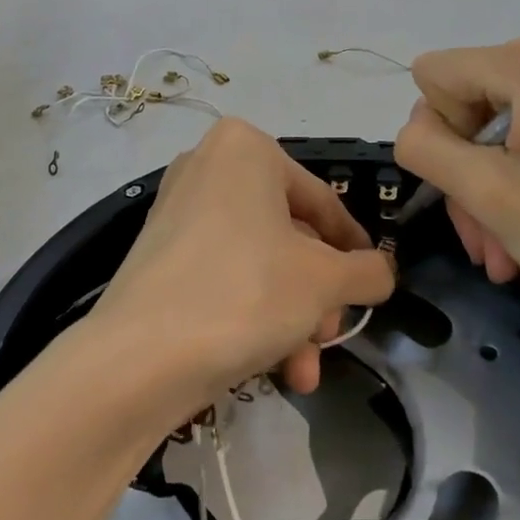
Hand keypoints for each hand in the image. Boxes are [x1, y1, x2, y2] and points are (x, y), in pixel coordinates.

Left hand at [93, 118, 396, 422]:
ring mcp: (178, 211)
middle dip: (318, 296)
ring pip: (259, 263)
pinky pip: (223, 276)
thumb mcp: (325, 281)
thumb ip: (367, 271)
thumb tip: (381, 273)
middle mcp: (208, 167)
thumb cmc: (246, 292)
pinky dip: (253, 316)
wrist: (138, 359)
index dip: (354, 248)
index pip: (321, 201)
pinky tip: (276, 370)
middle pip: (289, 236)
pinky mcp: (158, 255)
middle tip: (333, 334)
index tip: (373, 283)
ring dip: (292, 317)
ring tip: (305, 371)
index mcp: (246, 148)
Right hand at [392, 33, 519, 352]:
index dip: (439, 136)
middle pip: (468, 104)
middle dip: (468, 178)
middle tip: (486, 247)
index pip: (435, 76)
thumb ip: (426, 149)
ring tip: (509, 259)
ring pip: (500, 130)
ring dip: (493, 193)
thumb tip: (418, 131)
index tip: (474, 190)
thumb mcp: (490, 195)